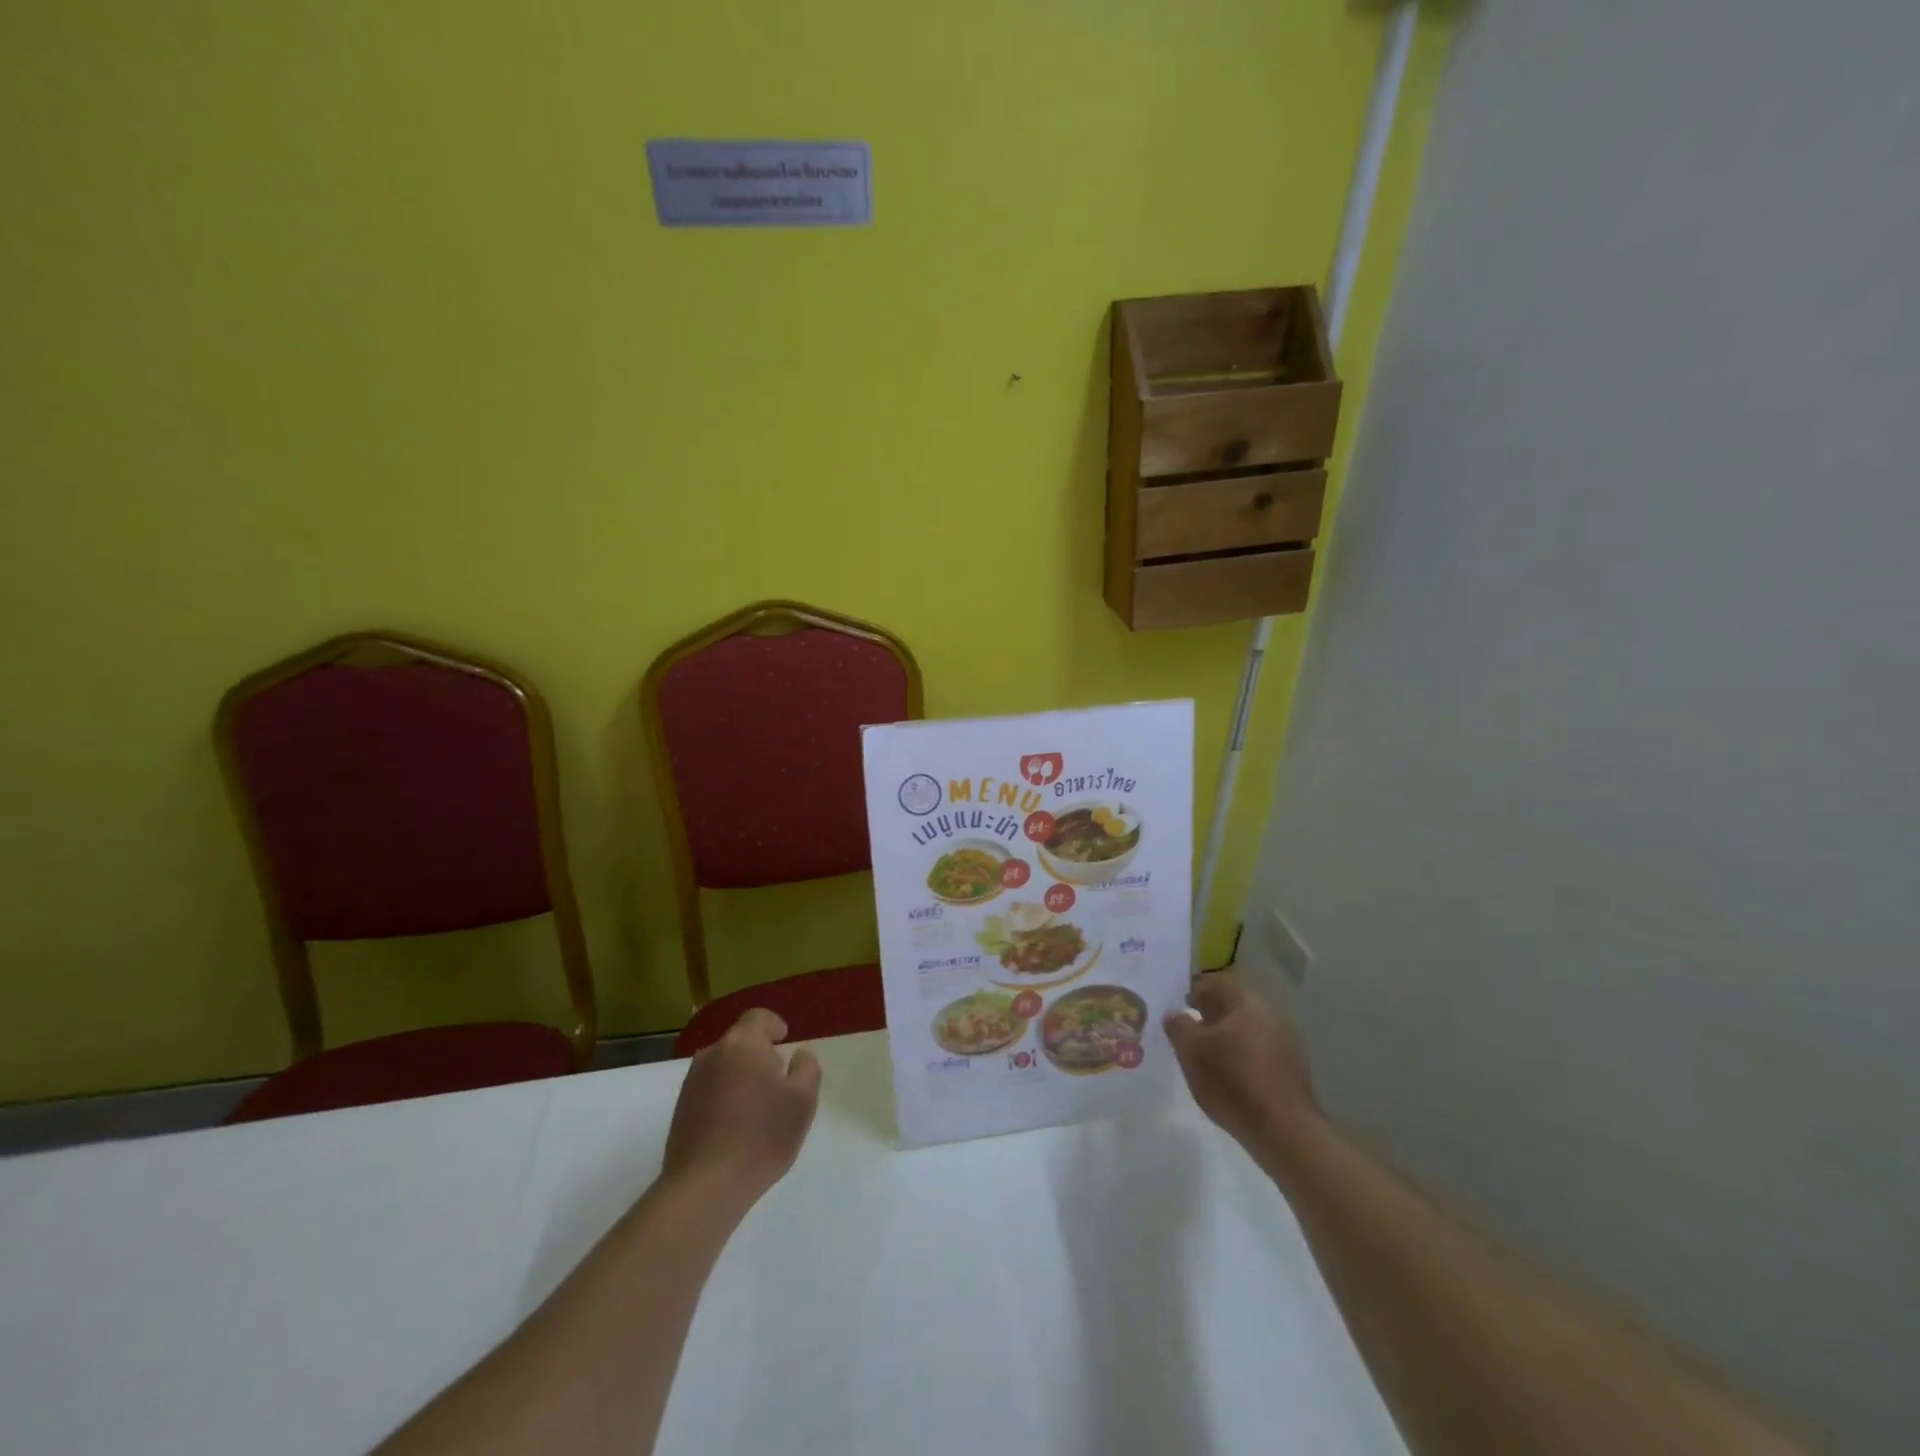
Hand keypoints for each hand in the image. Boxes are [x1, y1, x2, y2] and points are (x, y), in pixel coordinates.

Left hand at [661, 1009, 820, 1209]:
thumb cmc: (761, 1137)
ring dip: (741, 1076)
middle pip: (739, 1042)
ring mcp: (691, 1083)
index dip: (773, 1025)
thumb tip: (799, 1054)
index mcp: (742, 1044)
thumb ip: (807, 1068)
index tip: (785, 1040)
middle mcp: (712, 1055)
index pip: (757, 1017)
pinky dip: (725, 1096)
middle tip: (778, 1080)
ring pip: (723, 1066)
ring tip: (758, 1107)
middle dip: (760, 1054)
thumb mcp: (802, 1101)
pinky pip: (710, 1089)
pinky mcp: (680, 1111)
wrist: (704, 1188)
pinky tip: (736, 1126)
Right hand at [1164, 975, 1321, 1167]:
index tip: (1179, 1005)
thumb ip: (1178, 1026)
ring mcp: (1287, 1044)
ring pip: (1248, 1031)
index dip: (1194, 991)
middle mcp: (1271, 1016)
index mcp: (1246, 1003)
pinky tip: (1232, 1078)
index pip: (1216, 984)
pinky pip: (1261, 1053)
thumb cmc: (1232, 1082)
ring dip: (1227, 1038)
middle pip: (1234, 1007)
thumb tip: (1174, 1013)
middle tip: (1189, 1032)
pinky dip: (1243, 1057)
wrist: (1285, 1132)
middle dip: (1211, 1016)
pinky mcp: (1294, 1071)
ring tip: (1207, 1058)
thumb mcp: (1191, 1052)